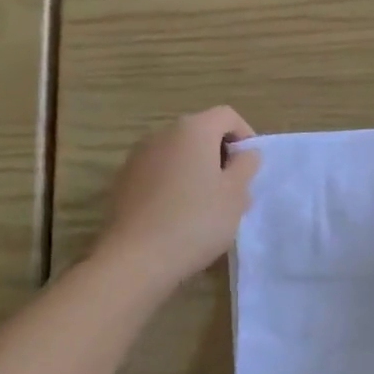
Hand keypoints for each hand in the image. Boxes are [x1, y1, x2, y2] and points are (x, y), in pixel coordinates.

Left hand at [99, 107, 260, 284]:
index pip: (227, 115)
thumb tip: (245, 153)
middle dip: (220, 155)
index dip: (245, 135)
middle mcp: (162, 134)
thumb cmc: (196, 220)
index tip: (251, 165)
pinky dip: (173, 183)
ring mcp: (138, 157)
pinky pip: (158, 172)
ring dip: (196, 170)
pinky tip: (178, 215)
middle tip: (234, 189)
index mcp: (193, 129)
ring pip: (178, 154)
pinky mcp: (123, 181)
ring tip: (207, 206)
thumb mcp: (236, 194)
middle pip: (200, 132)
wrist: (136, 258)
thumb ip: (246, 166)